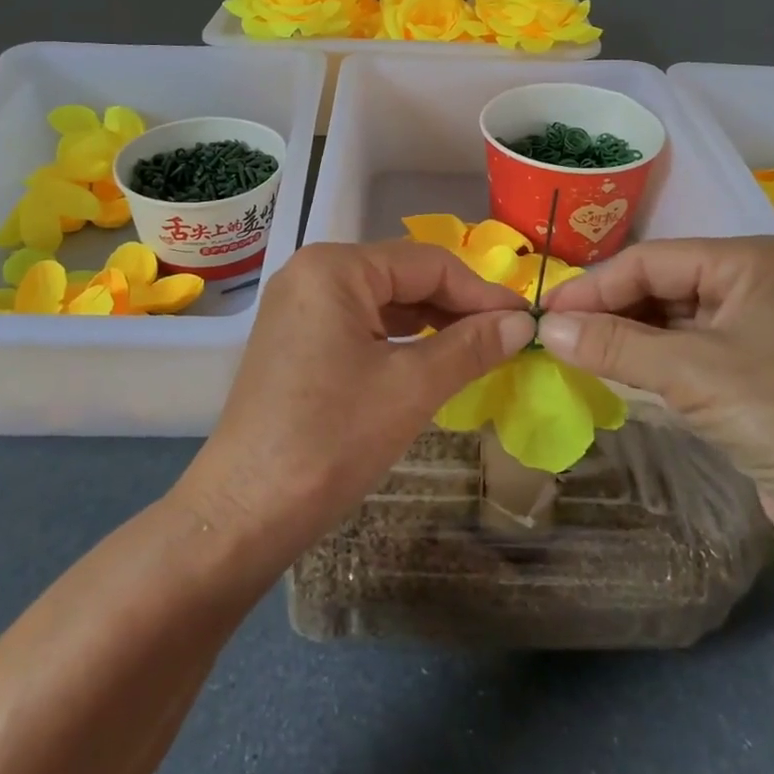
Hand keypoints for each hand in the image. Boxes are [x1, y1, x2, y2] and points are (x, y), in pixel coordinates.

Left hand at [174, 241, 535, 578]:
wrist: (247, 510)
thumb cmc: (333, 439)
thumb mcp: (412, 387)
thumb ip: (471, 346)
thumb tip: (522, 322)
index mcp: (336, 267)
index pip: (427, 262)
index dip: (481, 291)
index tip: (526, 321)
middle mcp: (312, 272)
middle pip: (403, 275)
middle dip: (456, 305)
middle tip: (507, 338)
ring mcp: (299, 306)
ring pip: (382, 300)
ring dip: (431, 322)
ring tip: (478, 349)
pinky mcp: (295, 338)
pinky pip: (359, 323)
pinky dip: (398, 338)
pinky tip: (430, 358)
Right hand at [537, 236, 773, 553]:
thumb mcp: (690, 372)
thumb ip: (613, 344)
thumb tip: (546, 328)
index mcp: (747, 261)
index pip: (649, 261)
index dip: (593, 287)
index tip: (545, 315)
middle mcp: (751, 285)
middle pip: (659, 288)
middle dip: (608, 314)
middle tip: (555, 339)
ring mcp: (754, 330)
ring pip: (669, 323)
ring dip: (625, 342)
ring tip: (575, 358)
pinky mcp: (752, 373)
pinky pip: (686, 356)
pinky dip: (650, 366)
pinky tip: (615, 378)